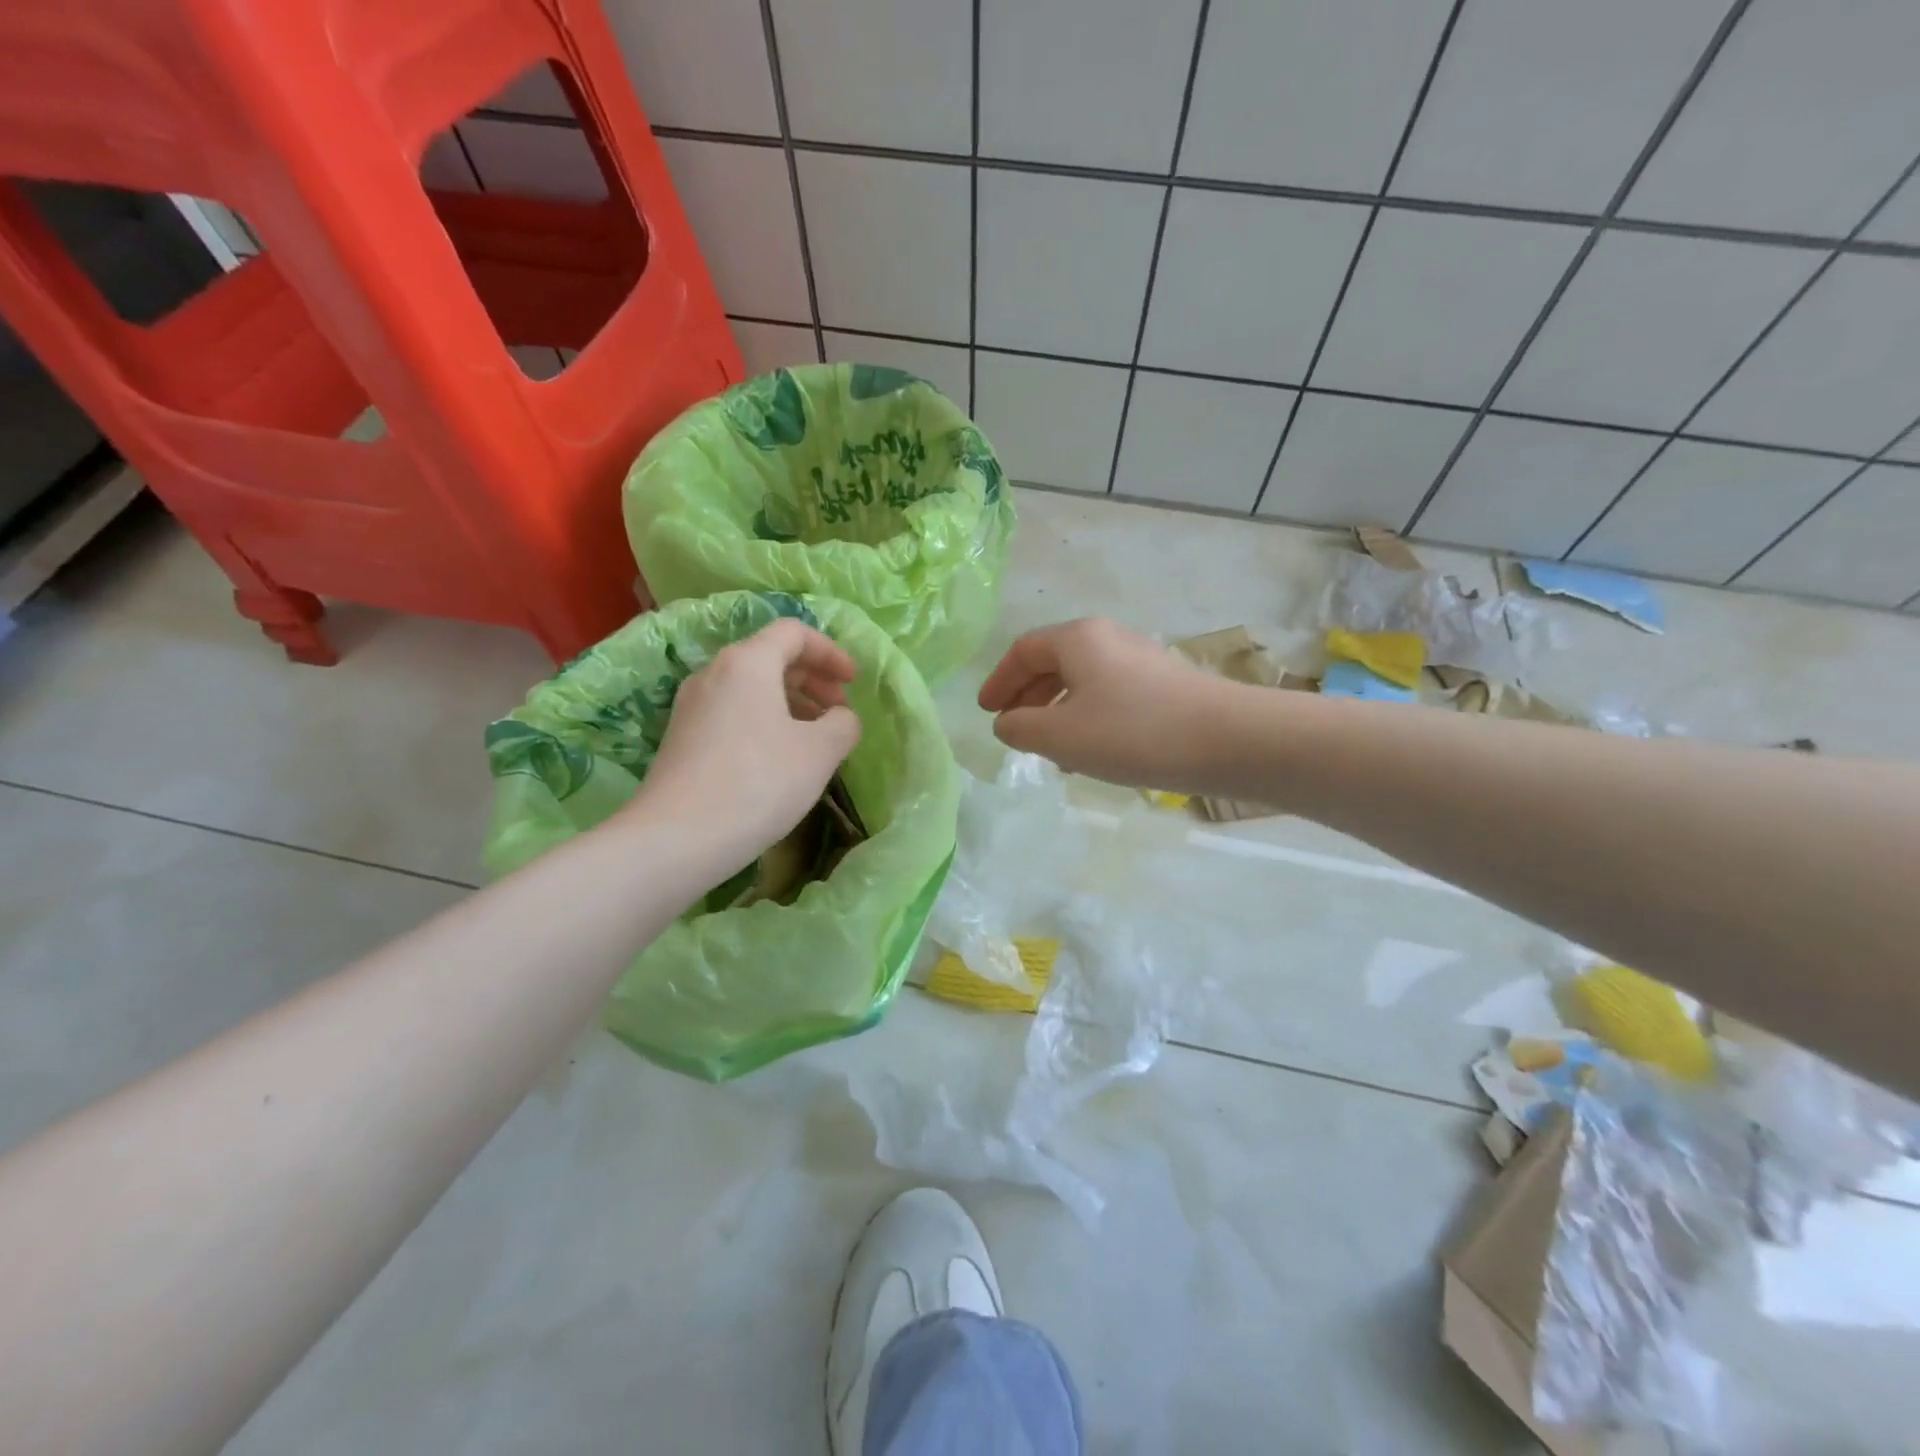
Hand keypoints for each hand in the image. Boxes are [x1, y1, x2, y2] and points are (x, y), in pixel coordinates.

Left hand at [630, 619, 861, 876]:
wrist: (676, 839)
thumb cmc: (758, 783)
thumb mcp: (820, 752)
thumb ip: (843, 723)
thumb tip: (840, 717)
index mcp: (747, 662)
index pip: (794, 632)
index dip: (831, 652)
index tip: (854, 682)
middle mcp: (714, 672)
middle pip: (771, 657)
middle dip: (813, 678)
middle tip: (839, 709)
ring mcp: (692, 706)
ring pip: (751, 687)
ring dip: (791, 702)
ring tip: (815, 738)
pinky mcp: (682, 737)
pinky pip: (733, 712)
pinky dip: (765, 720)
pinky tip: (780, 758)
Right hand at [977, 618, 1232, 790]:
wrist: (1228, 740)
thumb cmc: (1133, 732)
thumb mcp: (1061, 736)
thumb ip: (1020, 728)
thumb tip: (1008, 723)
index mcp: (1078, 639)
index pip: (1023, 650)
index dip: (998, 681)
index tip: (986, 712)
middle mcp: (1108, 639)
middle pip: (1053, 661)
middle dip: (1027, 696)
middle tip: (1013, 728)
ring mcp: (1140, 660)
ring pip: (1082, 680)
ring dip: (1057, 710)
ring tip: (1049, 747)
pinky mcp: (1164, 685)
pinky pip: (1109, 694)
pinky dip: (1087, 716)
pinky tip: (1092, 750)